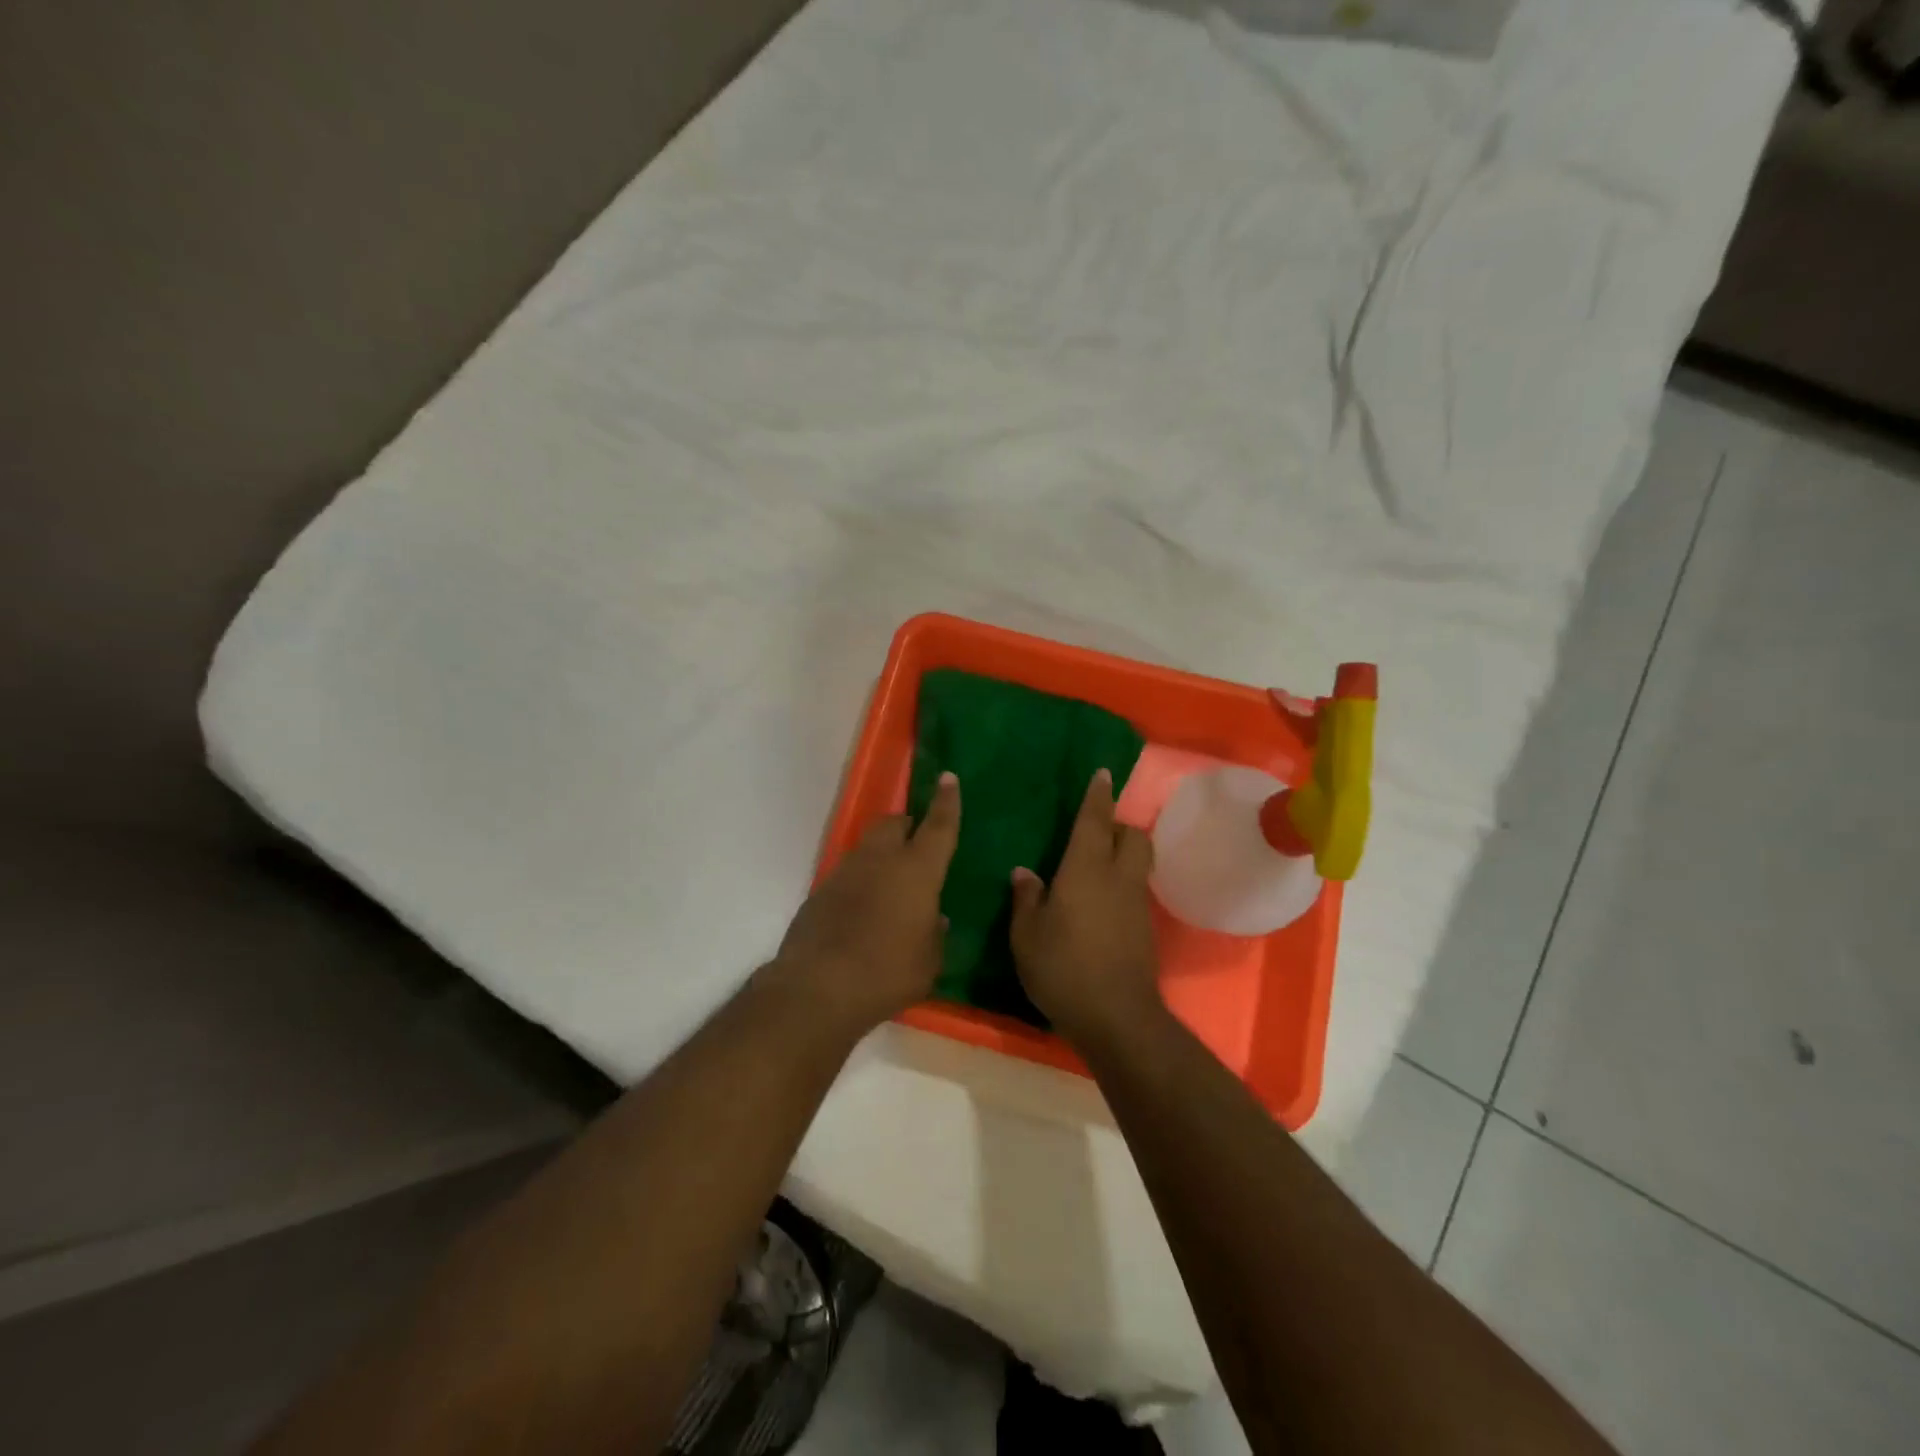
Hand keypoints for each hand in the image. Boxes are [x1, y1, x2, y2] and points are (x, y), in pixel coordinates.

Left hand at [770, 771, 960, 1038]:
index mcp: (917, 871)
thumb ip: (935, 934)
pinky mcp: (821, 891)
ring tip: (891, 885)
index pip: (938, 826)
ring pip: (868, 846)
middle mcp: (880, 860)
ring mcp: (846, 872)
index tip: (948, 778)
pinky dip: (861, 881)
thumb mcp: (929, 962)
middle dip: (907, 826)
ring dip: (882, 854)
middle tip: (916, 845)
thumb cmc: (887, 973)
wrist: (818, 988)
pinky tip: (863, 911)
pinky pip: (849, 874)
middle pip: (893, 823)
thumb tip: (935, 918)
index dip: (946, 801)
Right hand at [1009, 768, 1162, 1047]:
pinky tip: (1101, 903)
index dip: (1097, 796)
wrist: (1117, 1017)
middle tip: (1095, 832)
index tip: (1102, 774)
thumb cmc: (1063, 968)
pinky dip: (1123, 883)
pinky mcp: (1145, 929)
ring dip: (1123, 854)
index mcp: (1086, 870)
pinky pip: (1136, 890)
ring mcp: (1136, 904)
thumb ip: (1026, 899)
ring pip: (1138, 863)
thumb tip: (1025, 873)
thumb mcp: (1027, 935)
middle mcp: (1118, 878)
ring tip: (1096, 865)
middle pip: (1133, 836)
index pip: (1095, 821)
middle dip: (1119, 826)